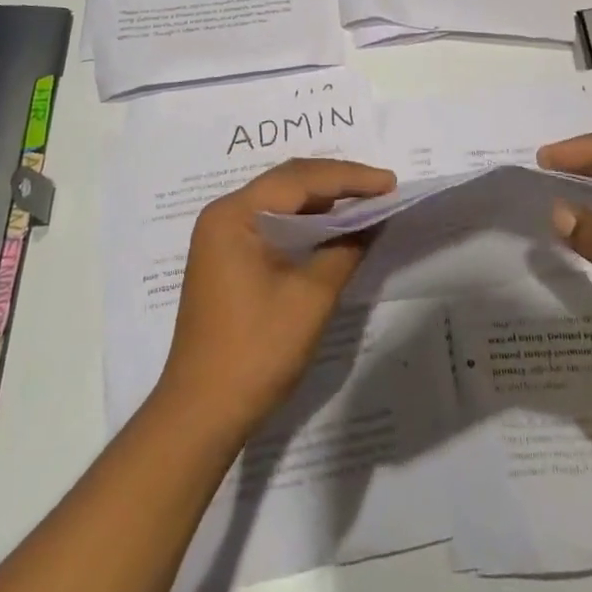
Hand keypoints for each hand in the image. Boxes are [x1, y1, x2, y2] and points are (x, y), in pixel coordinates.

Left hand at [155, 157, 396, 436]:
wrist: (201, 414)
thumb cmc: (256, 351)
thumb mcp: (311, 298)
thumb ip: (345, 249)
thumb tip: (372, 220)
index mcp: (235, 214)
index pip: (300, 179)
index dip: (349, 177)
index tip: (390, 182)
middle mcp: (224, 214)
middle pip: (288, 182)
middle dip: (337, 182)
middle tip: (382, 187)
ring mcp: (222, 236)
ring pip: (281, 201)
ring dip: (323, 200)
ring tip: (365, 202)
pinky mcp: (227, 258)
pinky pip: (272, 223)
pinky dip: (305, 222)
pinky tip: (332, 228)